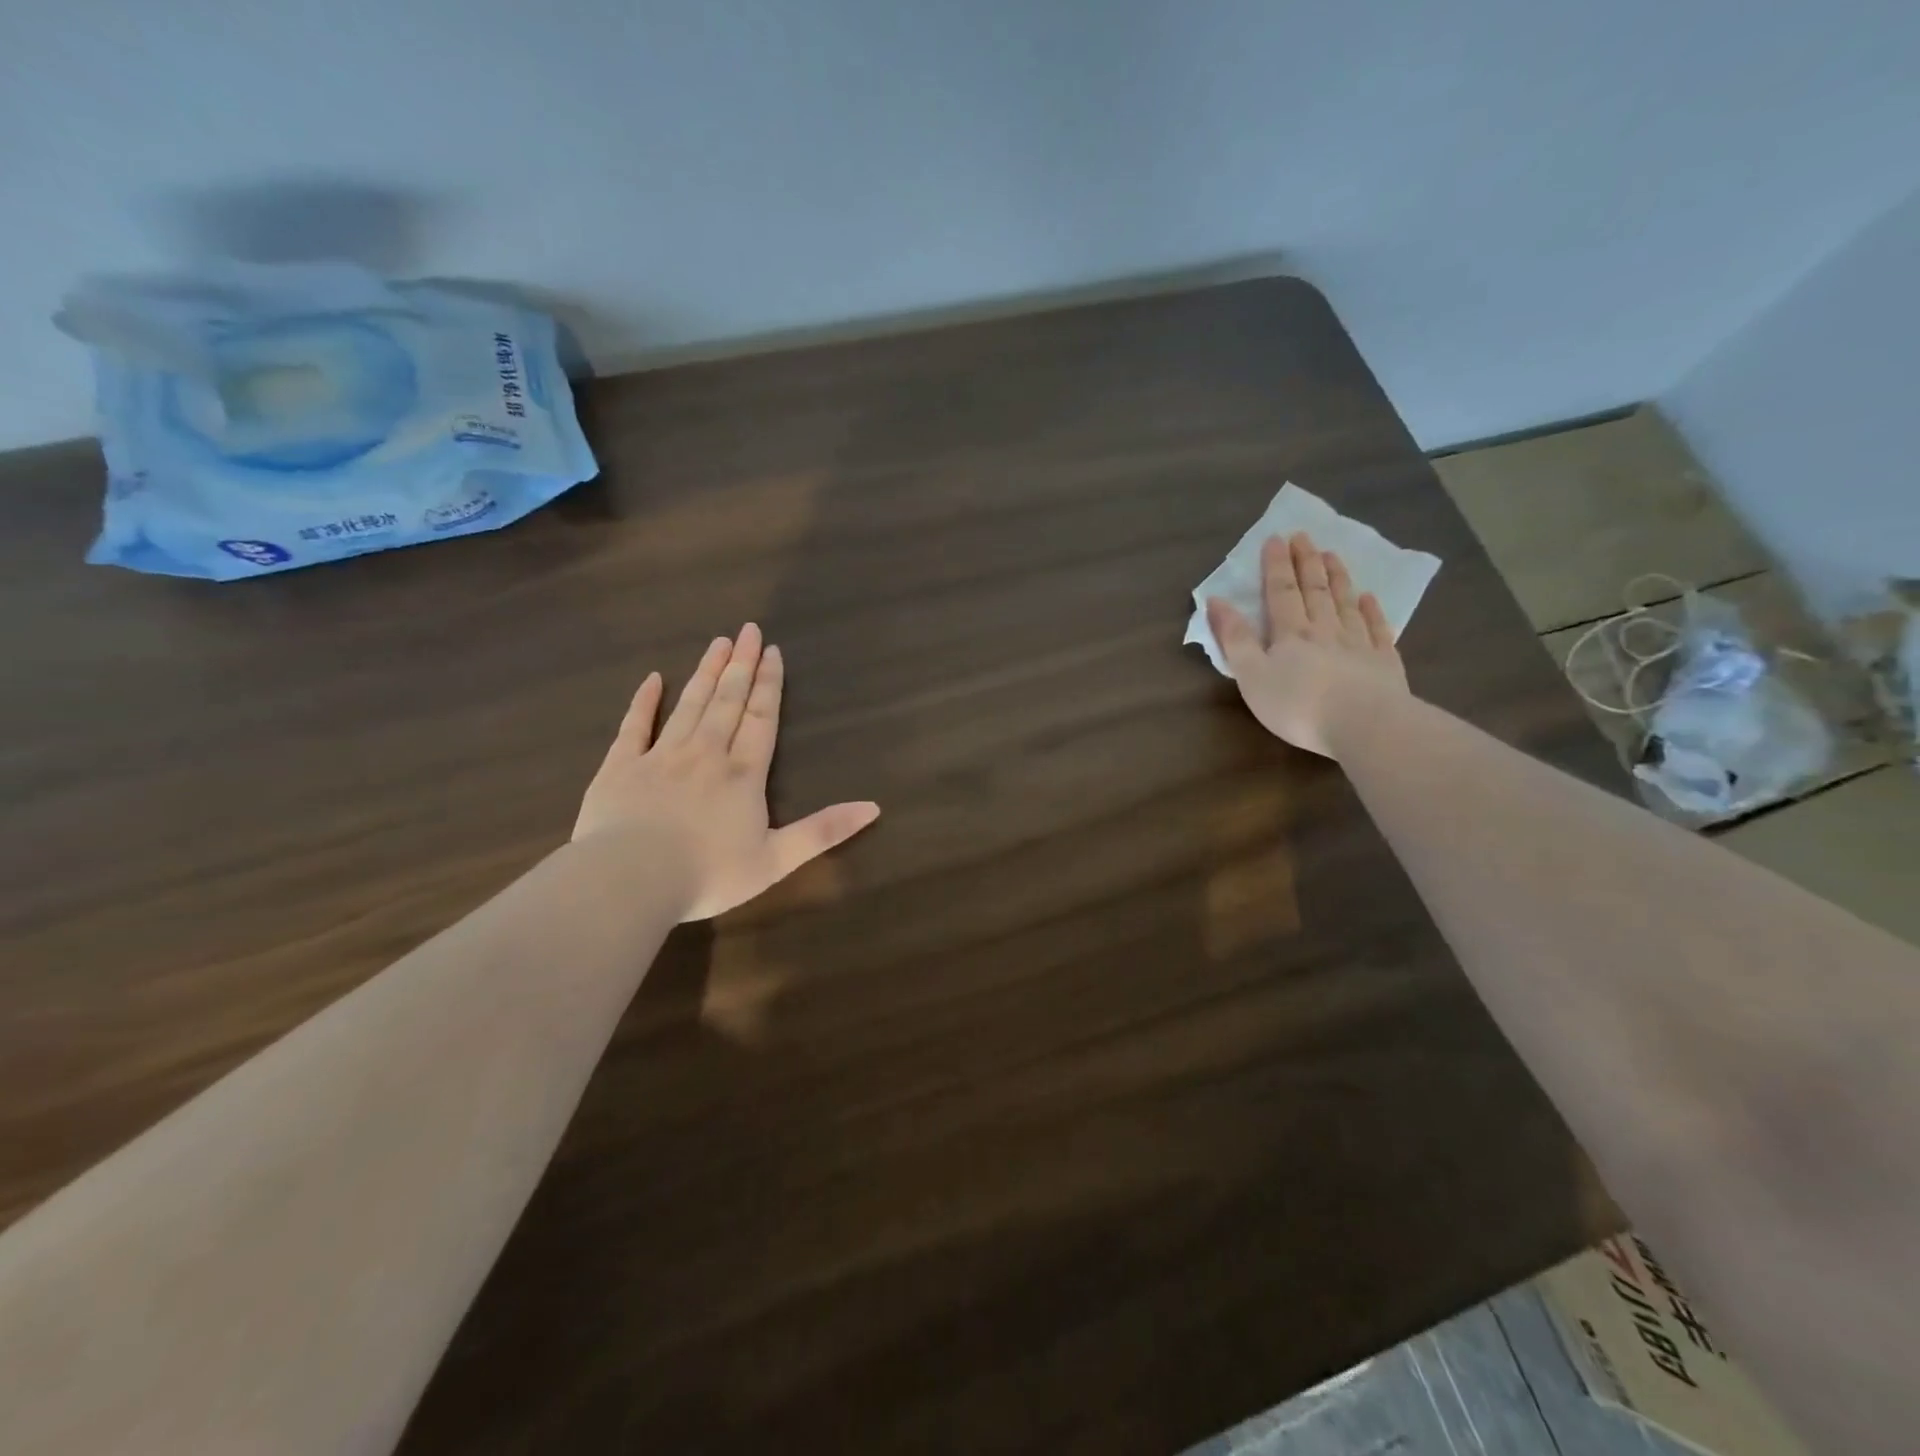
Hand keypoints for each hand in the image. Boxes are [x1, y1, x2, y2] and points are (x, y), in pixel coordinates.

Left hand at [573, 624, 880, 919]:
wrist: (630, 881)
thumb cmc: (708, 874)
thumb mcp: (777, 859)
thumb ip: (824, 831)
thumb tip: (874, 807)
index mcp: (743, 774)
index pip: (762, 718)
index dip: (769, 684)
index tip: (772, 651)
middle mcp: (706, 754)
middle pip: (727, 701)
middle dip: (741, 665)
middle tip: (748, 629)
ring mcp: (660, 756)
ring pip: (689, 705)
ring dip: (706, 673)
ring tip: (718, 643)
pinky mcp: (620, 767)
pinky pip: (634, 726)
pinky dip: (644, 701)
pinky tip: (653, 679)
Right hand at [1207, 532, 1409, 757]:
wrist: (1364, 725)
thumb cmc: (1298, 705)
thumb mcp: (1251, 675)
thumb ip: (1235, 639)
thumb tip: (1217, 600)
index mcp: (1290, 634)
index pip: (1281, 592)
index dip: (1276, 566)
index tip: (1276, 538)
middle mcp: (1324, 630)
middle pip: (1315, 591)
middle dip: (1306, 562)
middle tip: (1304, 536)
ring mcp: (1358, 644)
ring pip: (1345, 603)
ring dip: (1337, 578)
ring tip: (1332, 555)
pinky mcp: (1384, 663)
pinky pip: (1377, 629)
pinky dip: (1372, 611)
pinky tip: (1369, 598)